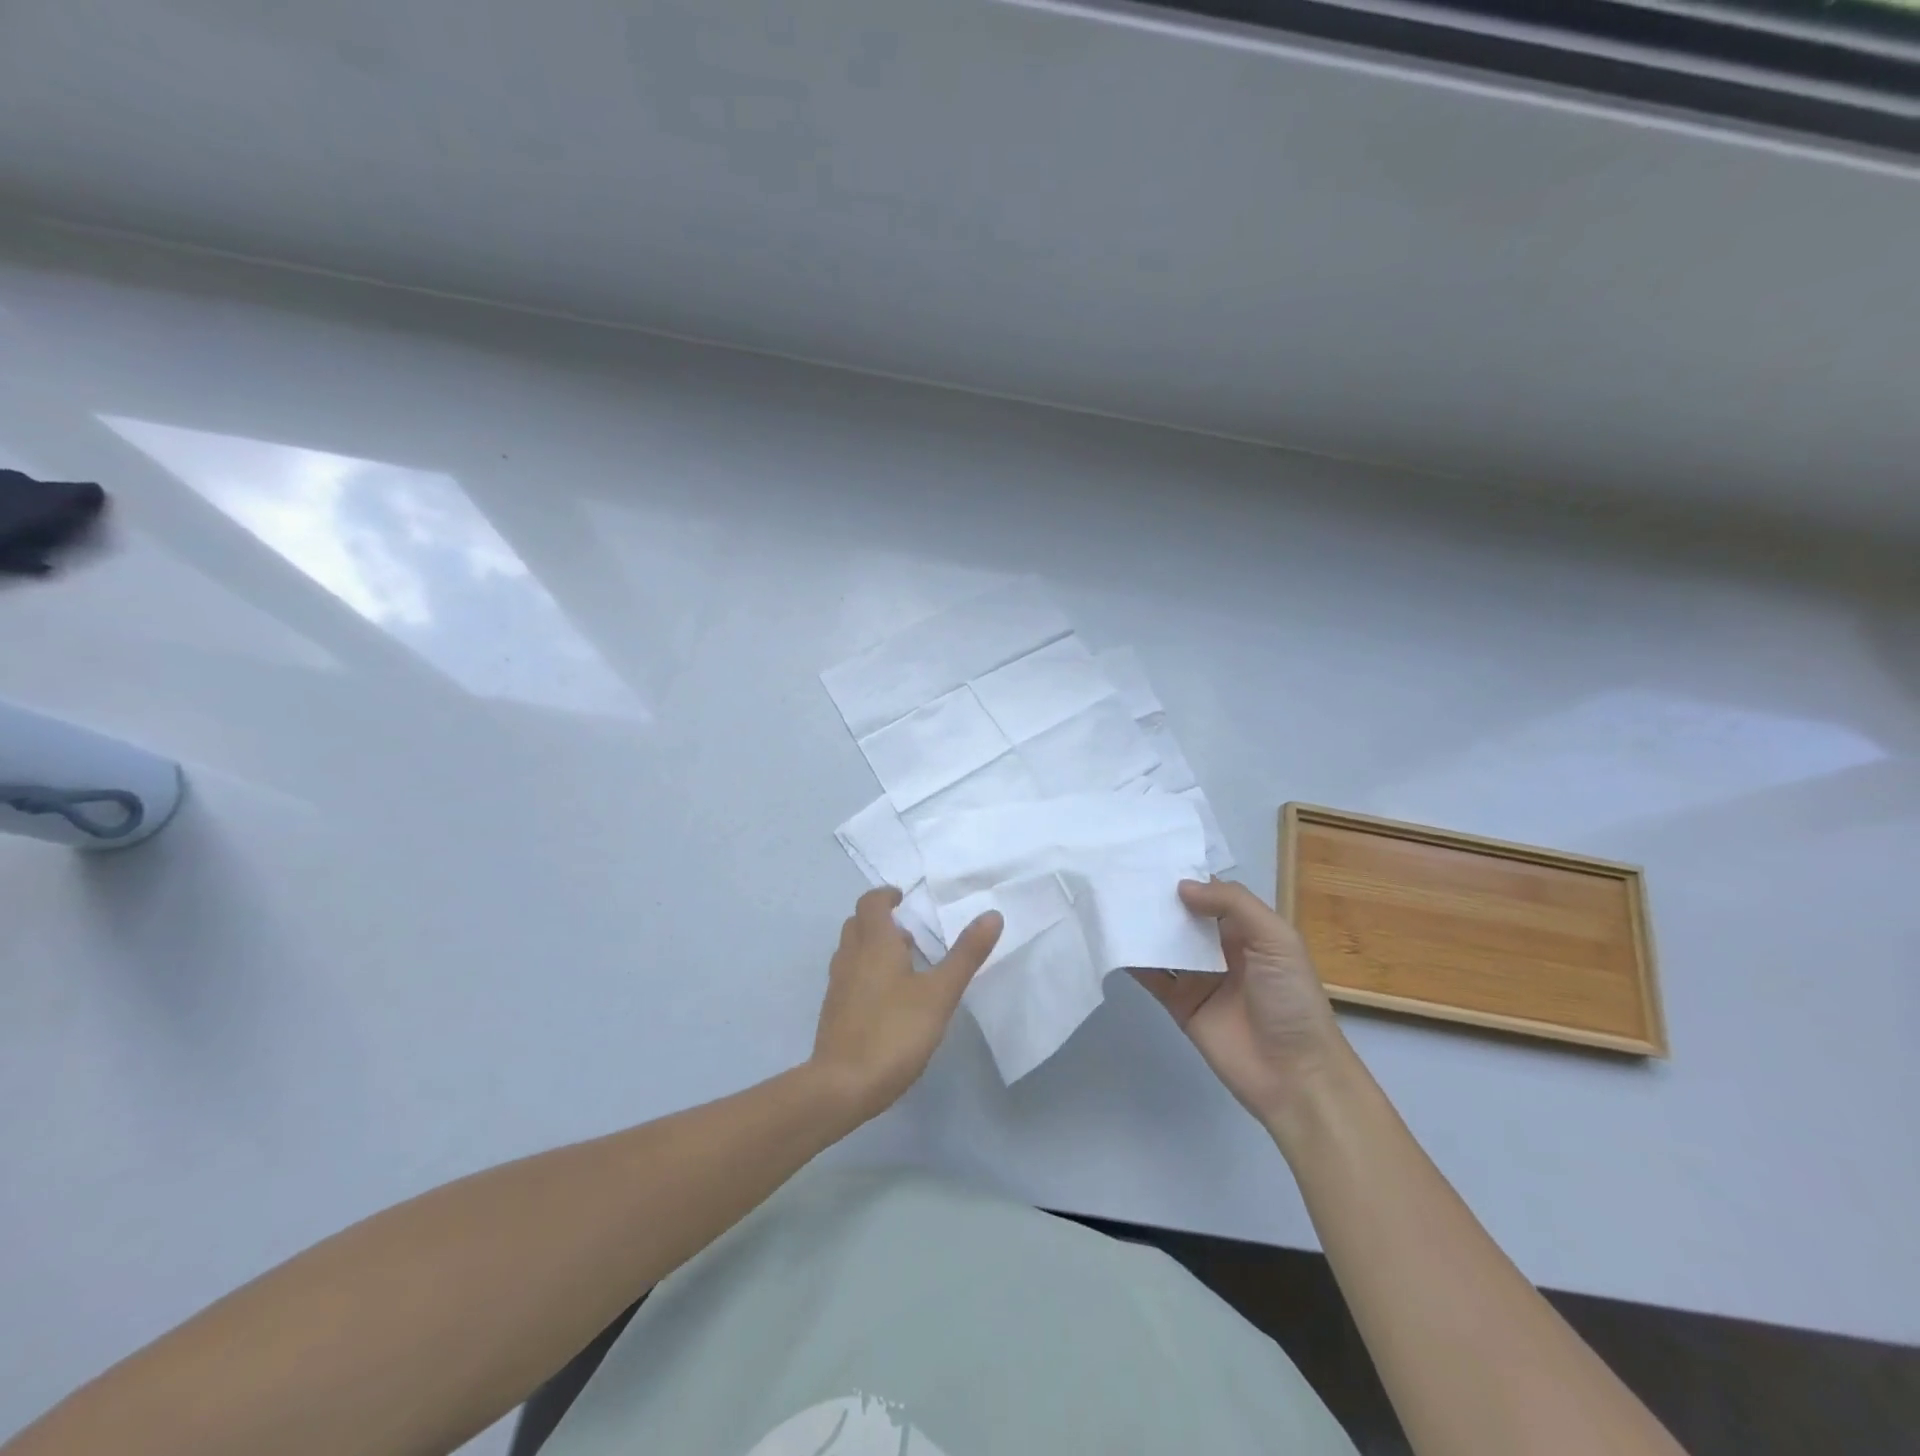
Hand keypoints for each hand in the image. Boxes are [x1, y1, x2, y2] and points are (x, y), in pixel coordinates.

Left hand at [809, 887, 1002, 1123]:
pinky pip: (848, 976)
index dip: (885, 895)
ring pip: (851, 950)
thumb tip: (992, 914)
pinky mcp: (833, 1012)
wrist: (842, 1086)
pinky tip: (888, 999)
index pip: (871, 903)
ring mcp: (837, 985)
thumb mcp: (940, 993)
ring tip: (903, 964)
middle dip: (879, 920)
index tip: (903, 898)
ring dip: (872, 946)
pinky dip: (865, 972)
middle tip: (908, 932)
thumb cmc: (894, 1031)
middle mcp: (850, 957)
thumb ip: (966, 954)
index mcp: (874, 943)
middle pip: (858, 924)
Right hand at [1134, 879, 1346, 1127]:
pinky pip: (1153, 977)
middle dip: (1157, 899)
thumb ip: (1232, 904)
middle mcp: (1221, 949)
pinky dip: (1133, 961)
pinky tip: (1111, 942)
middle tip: (1118, 874)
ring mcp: (1199, 978)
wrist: (1295, 1075)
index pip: (1212, 894)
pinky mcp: (1180, 1005)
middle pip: (1183, 917)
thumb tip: (1180, 886)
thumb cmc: (1291, 999)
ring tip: (1107, 901)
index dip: (1186, 876)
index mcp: (1249, 930)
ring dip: (1142, 927)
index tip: (1149, 857)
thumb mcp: (1276, 939)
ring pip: (1164, 943)